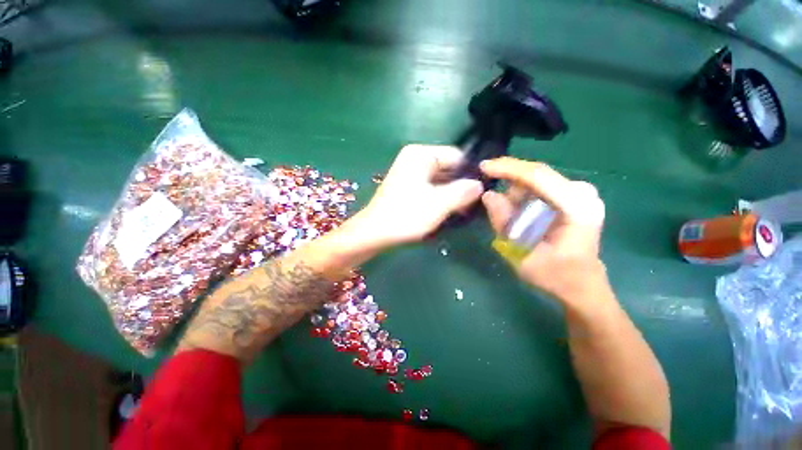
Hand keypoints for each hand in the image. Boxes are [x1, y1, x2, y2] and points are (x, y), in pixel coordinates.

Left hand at [353, 145, 482, 248]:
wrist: (374, 233)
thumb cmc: (406, 215)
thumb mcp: (439, 203)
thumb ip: (463, 191)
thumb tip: (479, 184)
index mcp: (421, 155)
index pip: (456, 156)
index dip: (470, 173)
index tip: (481, 192)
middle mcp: (414, 159)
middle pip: (448, 168)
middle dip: (461, 186)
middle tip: (473, 205)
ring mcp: (409, 173)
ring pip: (440, 180)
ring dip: (451, 194)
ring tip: (463, 211)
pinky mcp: (406, 187)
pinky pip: (430, 188)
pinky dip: (440, 198)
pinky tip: (448, 211)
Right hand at [480, 157, 607, 305]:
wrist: (580, 283)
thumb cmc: (553, 274)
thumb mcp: (521, 254)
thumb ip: (505, 223)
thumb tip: (488, 195)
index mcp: (576, 208)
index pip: (538, 176)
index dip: (508, 168)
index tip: (483, 167)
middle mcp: (582, 193)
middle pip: (536, 175)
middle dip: (509, 183)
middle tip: (492, 203)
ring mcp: (581, 192)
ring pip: (536, 180)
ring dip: (516, 194)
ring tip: (510, 220)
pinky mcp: (574, 195)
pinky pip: (541, 187)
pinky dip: (523, 196)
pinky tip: (519, 215)